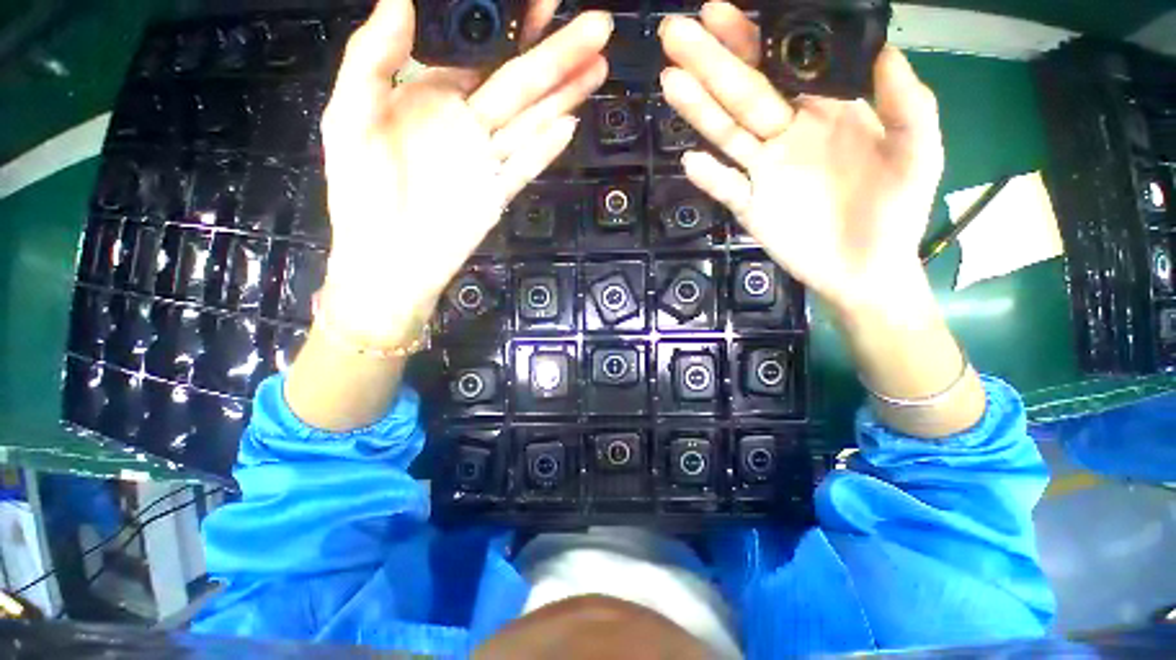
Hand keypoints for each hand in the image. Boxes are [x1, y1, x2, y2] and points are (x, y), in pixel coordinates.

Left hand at [320, 0, 611, 346]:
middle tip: (596, 25)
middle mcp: (468, 122)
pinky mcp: (500, 193)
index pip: (478, 52)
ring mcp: (488, 160)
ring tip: (599, 64)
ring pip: (532, 121)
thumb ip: (370, 62)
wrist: (390, 262)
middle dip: (556, 54)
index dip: (510, 25)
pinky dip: (548, 147)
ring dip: (565, 94)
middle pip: (519, 83)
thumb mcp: (348, 120)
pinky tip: (572, 124)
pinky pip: (528, 165)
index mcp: (431, 96)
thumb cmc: (362, 194)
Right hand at [658, 3, 943, 316]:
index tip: (721, 11)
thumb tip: (885, 48)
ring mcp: (763, 173)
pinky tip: (691, 163)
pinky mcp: (750, 208)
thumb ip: (906, 103)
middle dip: (710, 62)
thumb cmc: (896, 211)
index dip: (753, 39)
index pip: (783, 66)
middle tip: (674, 33)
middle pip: (743, 94)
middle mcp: (786, 136)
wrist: (866, 269)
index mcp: (825, 112)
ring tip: (670, 81)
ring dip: (698, 110)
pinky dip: (708, 178)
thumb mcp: (918, 152)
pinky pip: (725, 189)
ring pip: (726, 135)